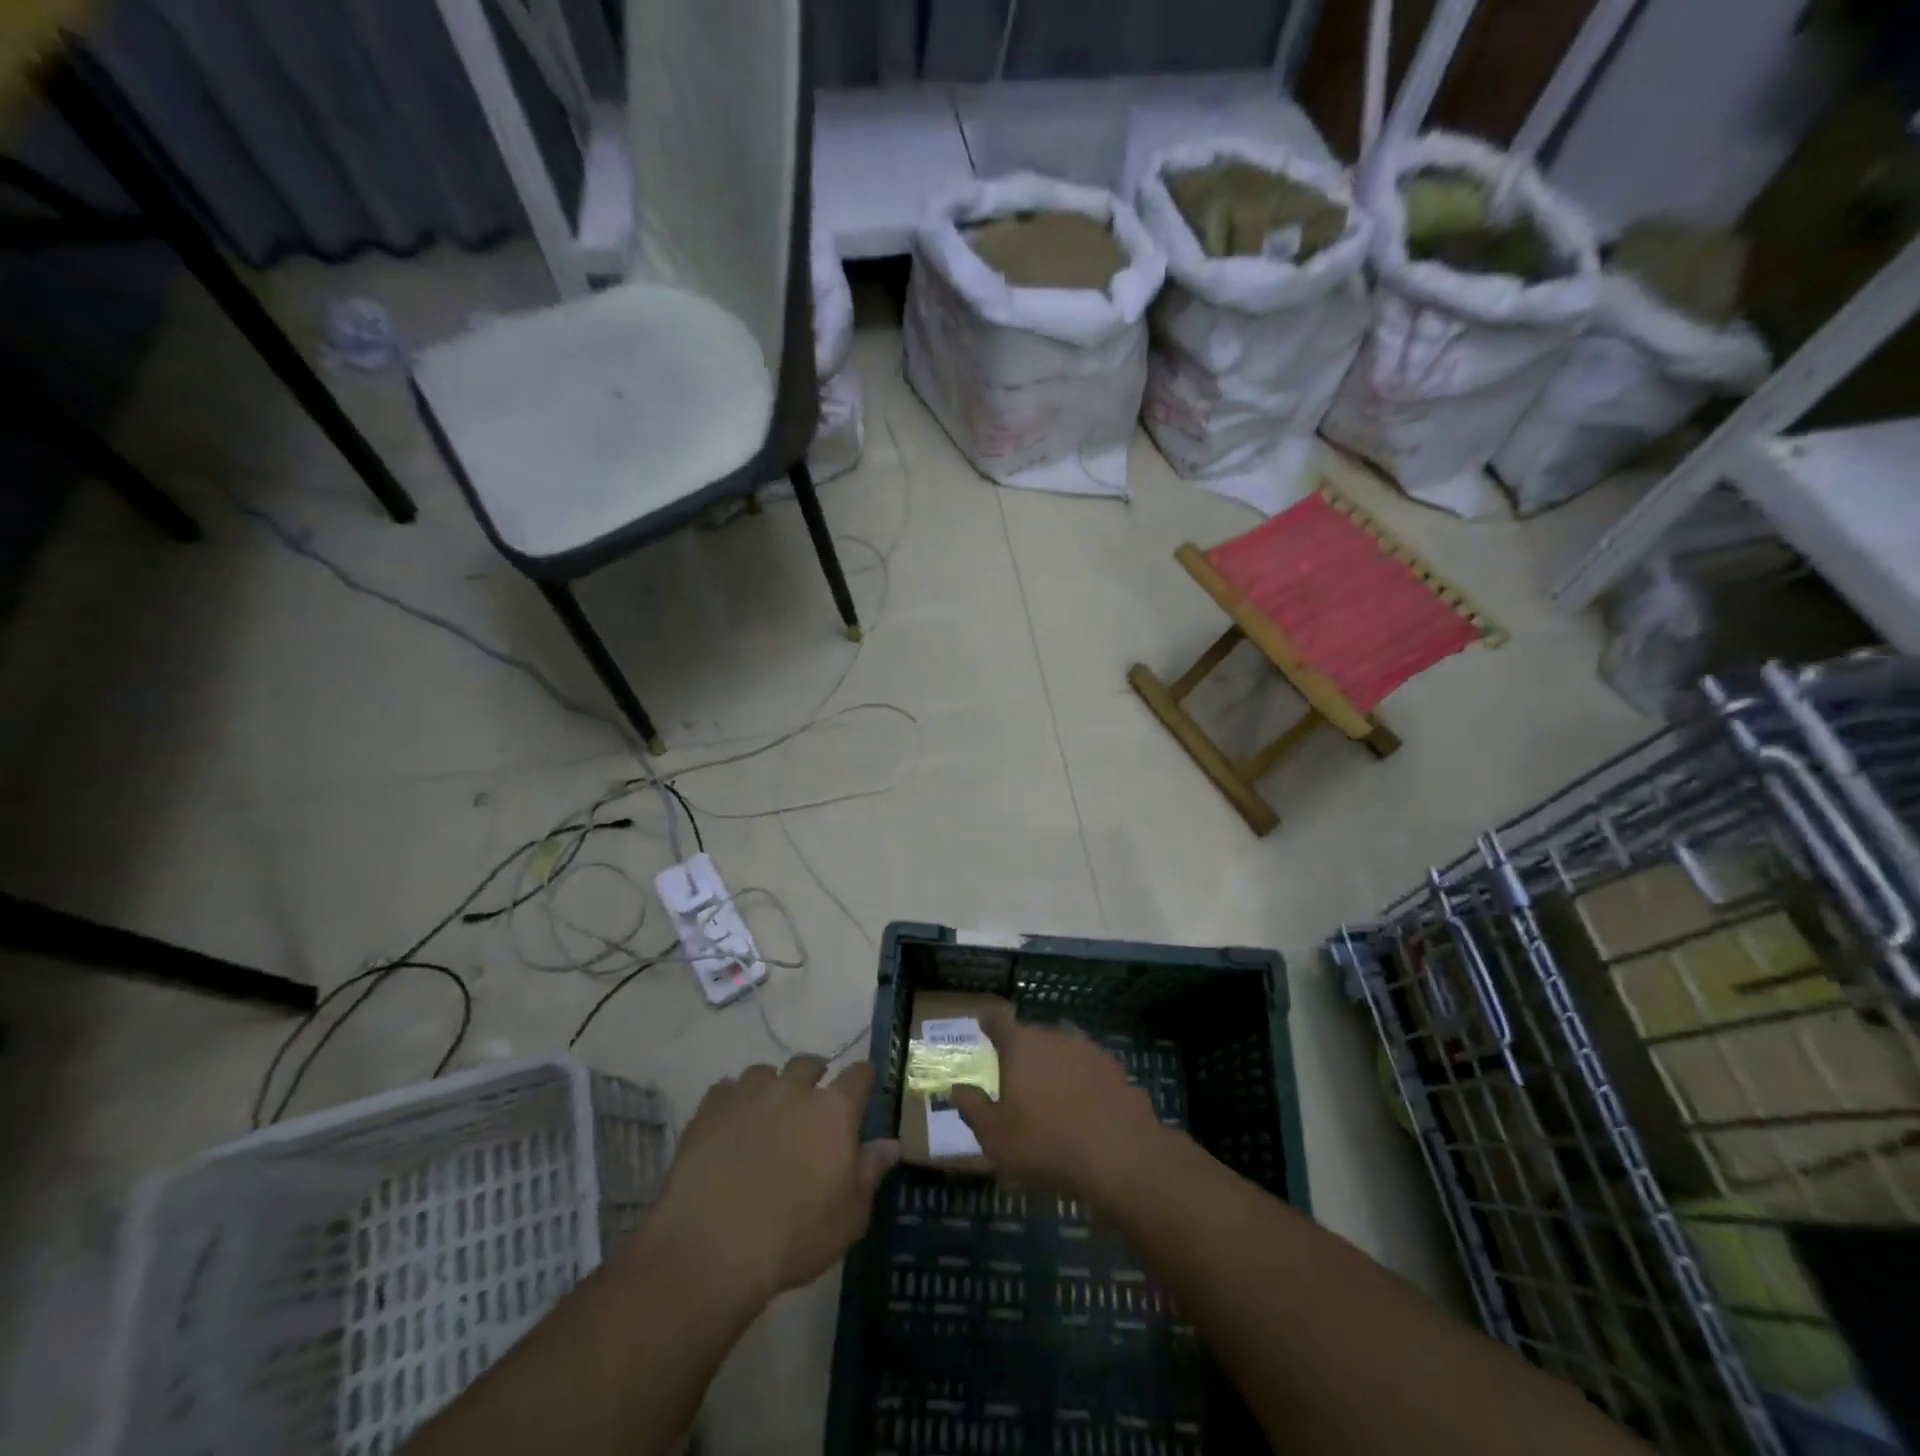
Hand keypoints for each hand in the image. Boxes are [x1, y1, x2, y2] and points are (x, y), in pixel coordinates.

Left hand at [643, 1057, 898, 1306]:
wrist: (711, 1248)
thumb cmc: (792, 1238)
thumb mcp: (848, 1219)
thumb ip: (869, 1174)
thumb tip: (890, 1144)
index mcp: (834, 1111)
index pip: (859, 1075)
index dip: (863, 1078)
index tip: (863, 1087)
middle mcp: (793, 1089)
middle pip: (808, 1063)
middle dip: (814, 1076)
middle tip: (812, 1102)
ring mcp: (748, 1094)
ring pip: (764, 1072)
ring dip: (771, 1087)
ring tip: (767, 1112)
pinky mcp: (710, 1109)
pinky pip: (725, 1089)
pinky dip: (732, 1102)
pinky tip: (729, 1126)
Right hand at [949, 1008, 1166, 1201]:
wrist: (1120, 1154)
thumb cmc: (1045, 1143)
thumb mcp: (995, 1136)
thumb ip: (972, 1108)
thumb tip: (957, 1089)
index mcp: (1020, 1045)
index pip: (998, 1020)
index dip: (989, 1022)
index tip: (984, 1025)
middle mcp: (1054, 1036)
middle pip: (1032, 1035)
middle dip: (1023, 1051)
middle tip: (1017, 1076)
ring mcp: (1089, 1049)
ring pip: (1063, 1050)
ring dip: (1055, 1065)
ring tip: (1052, 1094)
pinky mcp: (1116, 1069)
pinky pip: (1089, 1070)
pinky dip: (1083, 1082)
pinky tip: (1084, 1108)